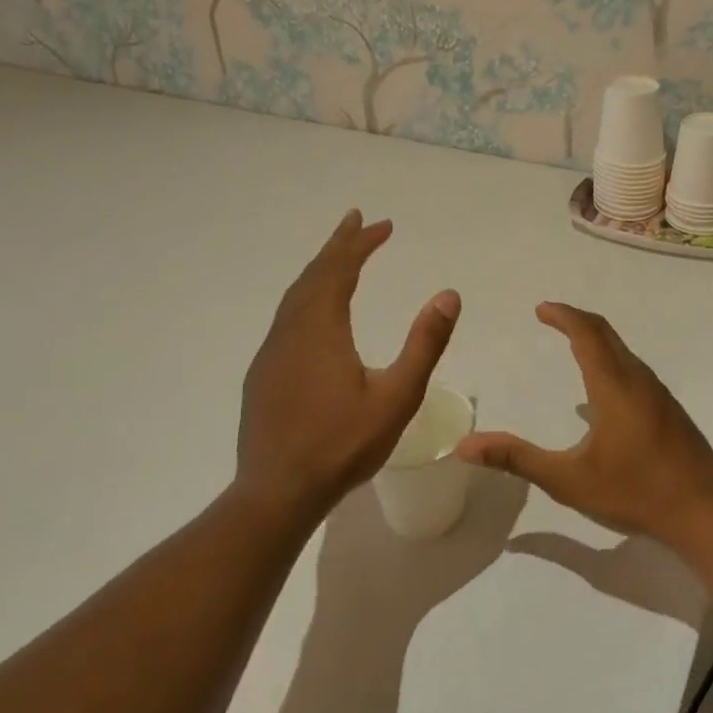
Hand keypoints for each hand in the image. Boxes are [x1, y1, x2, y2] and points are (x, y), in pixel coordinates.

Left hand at [235, 210, 459, 519]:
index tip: (383, 224)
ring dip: (319, 269)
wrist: (276, 492)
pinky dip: (306, 295)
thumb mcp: (397, 397)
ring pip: (295, 295)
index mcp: (321, 329)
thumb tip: (449, 295)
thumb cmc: (342, 445)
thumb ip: (424, 344)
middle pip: (314, 274)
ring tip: (339, 256)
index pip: (340, 270)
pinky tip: (315, 310)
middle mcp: (291, 330)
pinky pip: (286, 316)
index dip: (361, 243)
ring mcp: (271, 352)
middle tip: (357, 220)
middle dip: (338, 245)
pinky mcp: (263, 373)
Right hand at [455, 303, 712, 545]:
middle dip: (577, 320)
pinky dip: (611, 360)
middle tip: (551, 317)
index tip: (541, 309)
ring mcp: (658, 394)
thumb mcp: (568, 480)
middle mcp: (638, 379)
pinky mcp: (669, 410)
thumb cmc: (635, 492)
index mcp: (614, 385)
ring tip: (572, 345)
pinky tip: (601, 393)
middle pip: (606, 334)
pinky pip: (634, 369)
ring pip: (623, 351)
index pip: (586, 332)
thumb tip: (466, 445)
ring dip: (596, 339)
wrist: (705, 512)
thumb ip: (517, 459)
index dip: (563, 315)